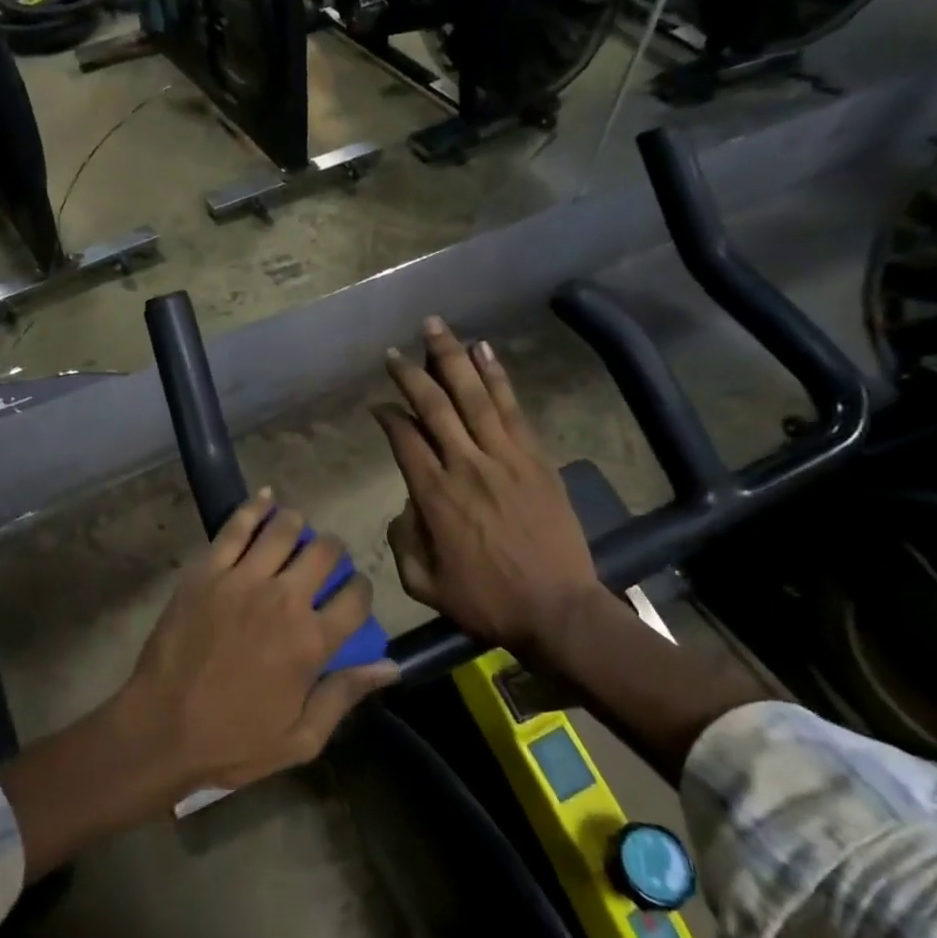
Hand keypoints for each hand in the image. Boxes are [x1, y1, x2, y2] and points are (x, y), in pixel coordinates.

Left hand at [120, 492, 395, 796]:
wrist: (161, 728)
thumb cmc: (232, 742)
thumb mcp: (301, 739)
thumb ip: (345, 695)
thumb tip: (391, 666)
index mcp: (311, 642)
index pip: (355, 596)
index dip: (361, 589)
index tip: (353, 593)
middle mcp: (283, 600)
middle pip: (324, 552)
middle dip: (333, 550)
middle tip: (325, 558)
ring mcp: (242, 580)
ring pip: (284, 530)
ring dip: (298, 524)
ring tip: (297, 527)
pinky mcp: (206, 571)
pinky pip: (236, 527)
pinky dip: (254, 508)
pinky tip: (265, 499)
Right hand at [373, 318, 608, 672]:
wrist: (557, 609)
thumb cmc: (486, 601)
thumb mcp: (424, 585)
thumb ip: (403, 541)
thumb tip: (406, 506)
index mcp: (434, 496)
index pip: (404, 440)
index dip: (388, 417)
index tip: (379, 406)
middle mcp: (466, 465)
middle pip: (434, 406)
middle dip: (412, 373)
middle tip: (395, 350)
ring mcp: (505, 458)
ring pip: (474, 396)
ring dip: (452, 358)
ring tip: (436, 327)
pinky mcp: (536, 458)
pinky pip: (513, 409)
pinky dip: (497, 377)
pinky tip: (484, 351)